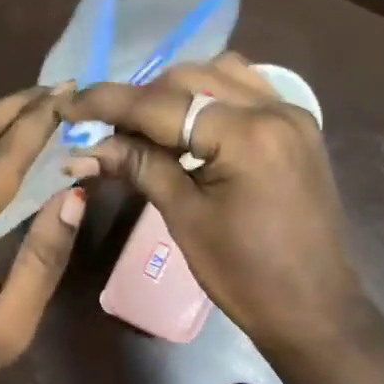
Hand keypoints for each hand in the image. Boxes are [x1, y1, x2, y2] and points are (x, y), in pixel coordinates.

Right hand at [61, 52, 370, 357]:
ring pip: (221, 74)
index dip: (108, 103)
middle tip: (107, 130)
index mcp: (246, 135)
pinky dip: (212, 96)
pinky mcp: (300, 129)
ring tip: (148, 125)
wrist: (314, 309)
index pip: (161, 104)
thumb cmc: (245, 275)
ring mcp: (293, 115)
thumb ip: (140, 168)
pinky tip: (192, 124)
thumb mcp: (186, 219)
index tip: (69, 107)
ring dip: (178, 91)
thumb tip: (88, 149)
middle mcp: (274, 109)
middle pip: (190, 78)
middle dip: (142, 99)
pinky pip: (248, 90)